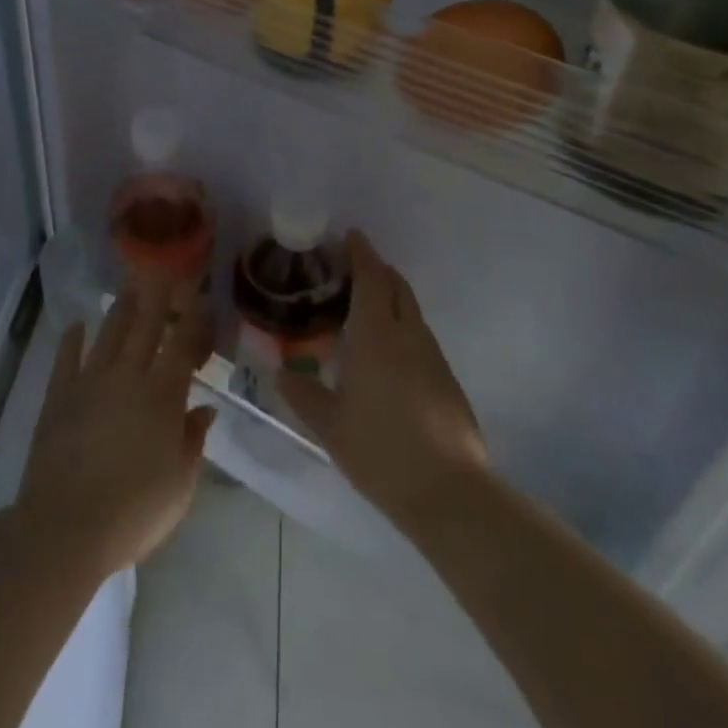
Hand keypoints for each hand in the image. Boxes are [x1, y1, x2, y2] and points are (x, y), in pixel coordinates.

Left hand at [17, 277, 216, 578]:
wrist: (65, 528)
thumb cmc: (134, 511)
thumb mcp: (180, 484)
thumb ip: (193, 440)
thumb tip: (205, 408)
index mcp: (163, 396)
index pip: (183, 346)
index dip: (194, 319)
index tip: (201, 297)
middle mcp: (128, 377)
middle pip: (146, 326)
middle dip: (158, 295)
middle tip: (163, 268)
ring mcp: (90, 383)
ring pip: (109, 334)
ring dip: (121, 308)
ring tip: (129, 285)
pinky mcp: (59, 397)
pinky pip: (66, 359)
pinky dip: (72, 340)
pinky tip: (76, 325)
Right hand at [278, 231, 487, 529]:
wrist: (448, 491)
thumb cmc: (380, 450)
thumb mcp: (329, 425)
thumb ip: (302, 393)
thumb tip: (279, 372)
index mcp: (377, 335)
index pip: (372, 278)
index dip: (362, 252)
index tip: (350, 235)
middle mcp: (409, 335)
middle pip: (397, 286)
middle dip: (378, 270)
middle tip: (352, 268)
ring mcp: (434, 356)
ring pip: (412, 311)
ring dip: (391, 298)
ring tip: (365, 309)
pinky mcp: (448, 379)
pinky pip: (421, 337)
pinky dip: (403, 327)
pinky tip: (387, 353)